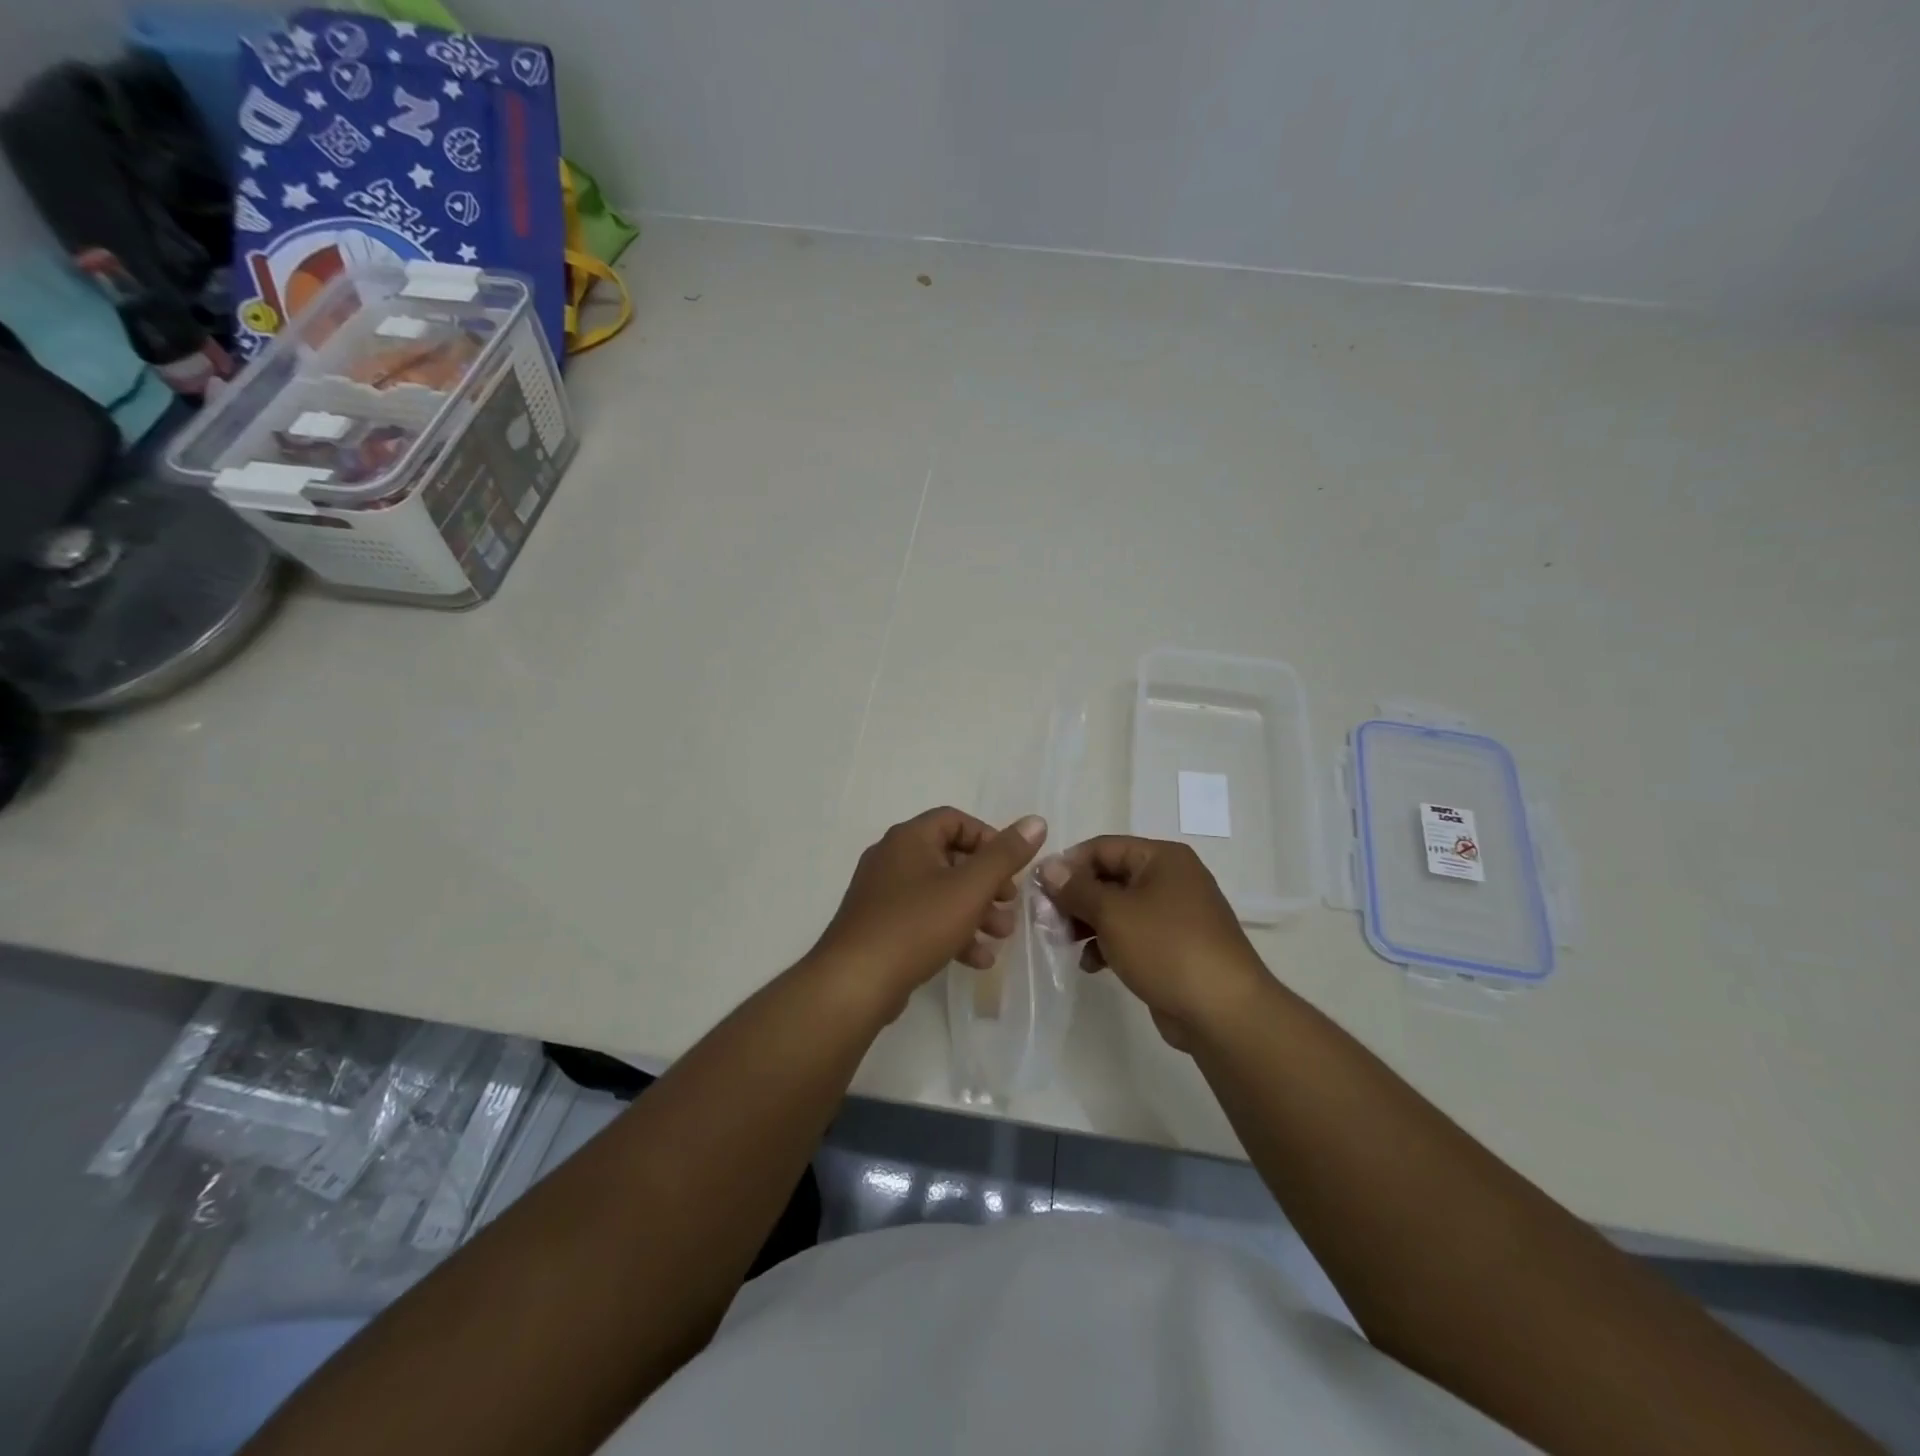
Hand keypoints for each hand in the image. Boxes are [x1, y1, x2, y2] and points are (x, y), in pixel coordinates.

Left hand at [810, 807, 1047, 1019]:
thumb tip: (1036, 822)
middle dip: (987, 883)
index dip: (989, 838)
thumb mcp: (970, 888)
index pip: (955, 820)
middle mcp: (892, 858)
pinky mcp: (880, 927)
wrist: (855, 982)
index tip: (1011, 866)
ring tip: (1001, 935)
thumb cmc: (916, 925)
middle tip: (1010, 903)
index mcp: (909, 838)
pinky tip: (977, 959)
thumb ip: (1005, 855)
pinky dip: (951, 932)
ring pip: (939, 893)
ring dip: (975, 911)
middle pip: (950, 858)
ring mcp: (882, 894)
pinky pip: (923, 919)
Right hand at [1039, 836, 1266, 1048]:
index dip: (1068, 865)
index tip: (1039, 889)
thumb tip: (1048, 867)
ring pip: (1118, 908)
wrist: (1223, 1012)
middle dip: (1076, 898)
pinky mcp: (1173, 947)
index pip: (1102, 847)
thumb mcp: (1113, 913)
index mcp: (1161, 858)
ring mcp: (1174, 914)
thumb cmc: (1166, 948)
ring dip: (1088, 923)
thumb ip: (1076, 889)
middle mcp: (1170, 879)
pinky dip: (1109, 944)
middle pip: (1109, 877)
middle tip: (1047, 920)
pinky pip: (1132, 935)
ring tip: (1063, 943)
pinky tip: (1091, 964)